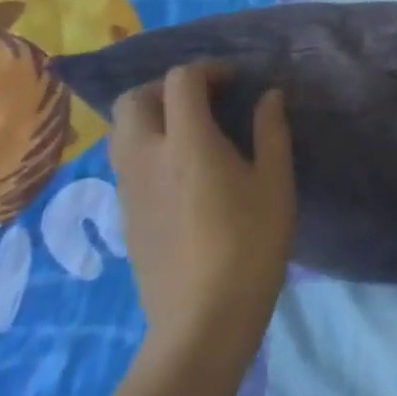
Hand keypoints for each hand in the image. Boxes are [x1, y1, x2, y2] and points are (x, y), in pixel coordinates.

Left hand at [108, 63, 294, 350]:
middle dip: (167, 87)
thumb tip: (269, 96)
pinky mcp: (125, 214)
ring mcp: (129, 187)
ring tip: (189, 131)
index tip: (236, 84)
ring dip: (151, 115)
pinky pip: (124, 160)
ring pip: (121, 130)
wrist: (201, 325)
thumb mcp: (275, 183)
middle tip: (204, 100)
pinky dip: (146, 146)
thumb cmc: (249, 247)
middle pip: (134, 99)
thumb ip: (271, 131)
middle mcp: (147, 156)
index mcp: (187, 142)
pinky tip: (179, 170)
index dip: (209, 70)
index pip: (181, 80)